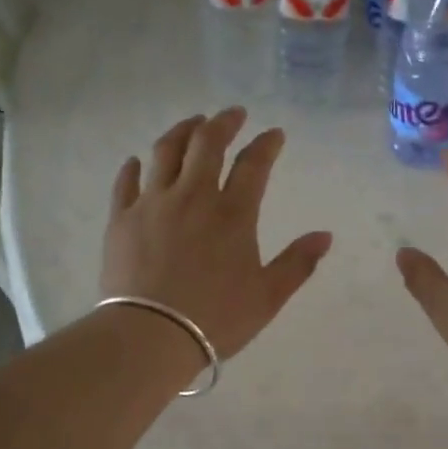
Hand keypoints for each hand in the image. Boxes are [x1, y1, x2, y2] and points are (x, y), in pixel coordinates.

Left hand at [102, 109, 333, 359]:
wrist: (151, 335)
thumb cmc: (216, 318)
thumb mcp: (268, 296)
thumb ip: (298, 263)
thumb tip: (325, 236)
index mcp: (233, 213)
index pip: (253, 164)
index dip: (266, 144)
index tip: (274, 133)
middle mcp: (192, 196)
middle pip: (206, 143)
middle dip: (223, 122)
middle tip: (233, 113)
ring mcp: (153, 203)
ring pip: (166, 151)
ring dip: (182, 131)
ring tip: (192, 124)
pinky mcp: (122, 218)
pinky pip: (127, 182)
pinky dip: (134, 167)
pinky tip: (137, 161)